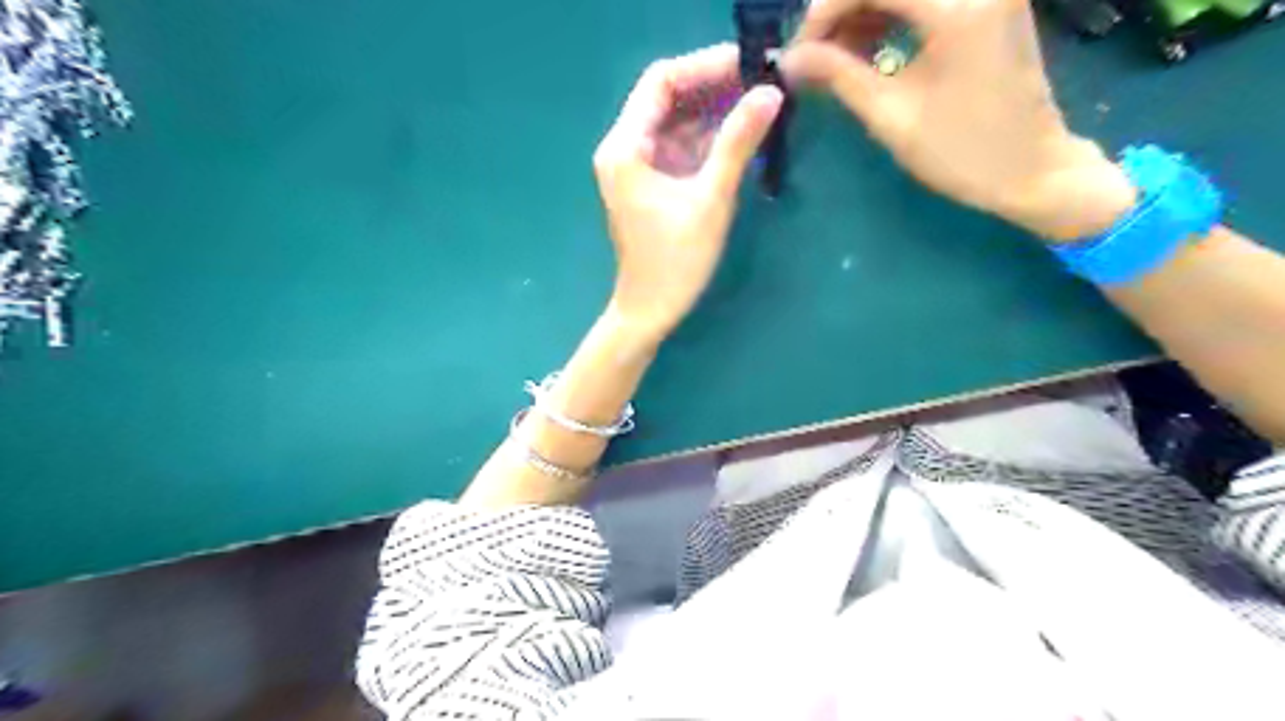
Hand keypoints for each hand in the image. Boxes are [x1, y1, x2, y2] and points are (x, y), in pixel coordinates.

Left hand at [595, 41, 783, 340]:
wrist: (651, 310)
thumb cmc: (675, 262)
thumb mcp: (710, 200)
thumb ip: (737, 144)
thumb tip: (770, 93)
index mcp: (625, 148)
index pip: (662, 81)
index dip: (705, 67)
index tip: (750, 66)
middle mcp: (624, 148)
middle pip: (667, 97)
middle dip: (713, 85)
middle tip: (762, 82)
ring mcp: (637, 165)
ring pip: (676, 120)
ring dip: (713, 110)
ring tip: (759, 102)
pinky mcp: (651, 181)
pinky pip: (680, 145)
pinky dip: (707, 137)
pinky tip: (740, 132)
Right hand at [785, 0, 1131, 240]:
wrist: (1032, 169)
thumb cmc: (960, 152)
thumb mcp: (891, 117)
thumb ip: (839, 76)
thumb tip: (791, 59)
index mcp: (957, 8)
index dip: (824, 11)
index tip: (799, 52)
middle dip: (841, 8)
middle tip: (814, 54)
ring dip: (864, 10)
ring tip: (836, 56)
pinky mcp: (991, 1)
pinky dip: (892, 13)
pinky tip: (870, 44)